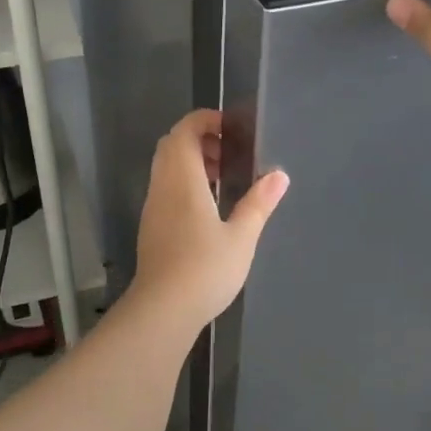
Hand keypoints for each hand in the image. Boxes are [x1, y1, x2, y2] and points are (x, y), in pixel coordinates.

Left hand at [130, 109, 289, 328]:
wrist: (162, 310)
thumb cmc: (205, 269)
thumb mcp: (242, 236)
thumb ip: (259, 203)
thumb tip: (279, 175)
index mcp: (182, 180)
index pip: (184, 131)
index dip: (204, 120)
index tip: (231, 128)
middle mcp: (162, 187)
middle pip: (171, 145)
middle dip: (198, 139)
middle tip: (228, 153)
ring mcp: (153, 207)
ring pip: (165, 168)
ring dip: (190, 162)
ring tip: (222, 179)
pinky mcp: (151, 227)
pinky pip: (164, 188)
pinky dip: (184, 182)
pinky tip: (207, 208)